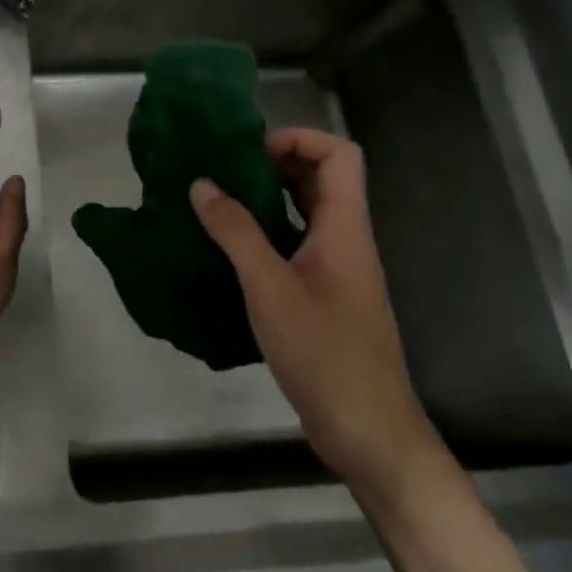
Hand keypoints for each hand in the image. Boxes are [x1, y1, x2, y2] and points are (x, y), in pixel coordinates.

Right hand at [189, 127, 437, 491]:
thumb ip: (236, 232)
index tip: (250, 151)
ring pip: (307, 214)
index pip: (339, 155)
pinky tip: (229, 250)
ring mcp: (337, 272)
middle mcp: (346, 241)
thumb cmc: (324, 353)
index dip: (299, 138)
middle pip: (322, 179)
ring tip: (218, 202)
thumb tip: (202, 184)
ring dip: (267, 199)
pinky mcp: (324, 299)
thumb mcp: (270, 287)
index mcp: (345, 229)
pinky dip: (266, 235)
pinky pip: (296, 247)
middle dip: (274, 164)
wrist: (368, 433)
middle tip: (224, 171)